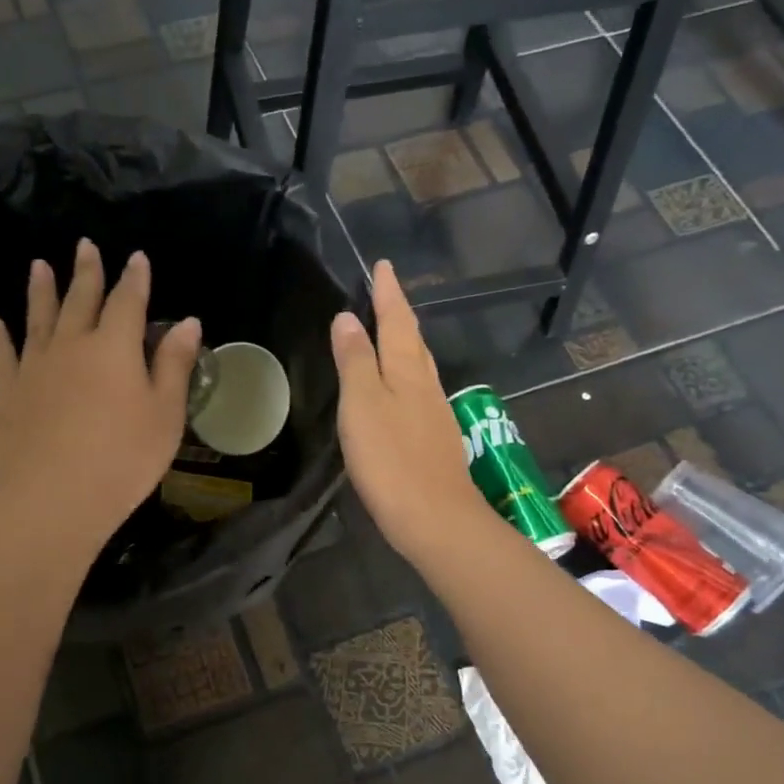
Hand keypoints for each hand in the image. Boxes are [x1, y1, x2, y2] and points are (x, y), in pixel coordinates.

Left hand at [0, 239, 201, 552]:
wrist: (52, 499)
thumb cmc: (122, 459)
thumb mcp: (165, 415)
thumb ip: (174, 366)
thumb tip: (187, 322)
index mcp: (115, 348)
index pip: (128, 301)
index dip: (134, 279)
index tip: (137, 258)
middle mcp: (71, 345)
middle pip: (80, 300)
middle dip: (86, 272)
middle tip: (85, 245)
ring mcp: (34, 367)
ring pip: (38, 318)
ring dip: (41, 290)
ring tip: (39, 265)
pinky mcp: (7, 393)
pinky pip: (0, 354)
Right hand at [330, 260, 493, 565]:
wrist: (435, 518)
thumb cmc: (392, 459)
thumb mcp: (362, 404)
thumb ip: (356, 361)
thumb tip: (347, 319)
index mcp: (408, 370)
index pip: (397, 320)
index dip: (388, 293)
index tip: (384, 265)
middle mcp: (427, 385)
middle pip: (413, 340)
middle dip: (400, 314)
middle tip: (386, 294)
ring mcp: (435, 413)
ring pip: (419, 367)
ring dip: (405, 345)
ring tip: (391, 334)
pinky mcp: (435, 440)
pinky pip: (419, 393)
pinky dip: (406, 377)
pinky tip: (400, 391)